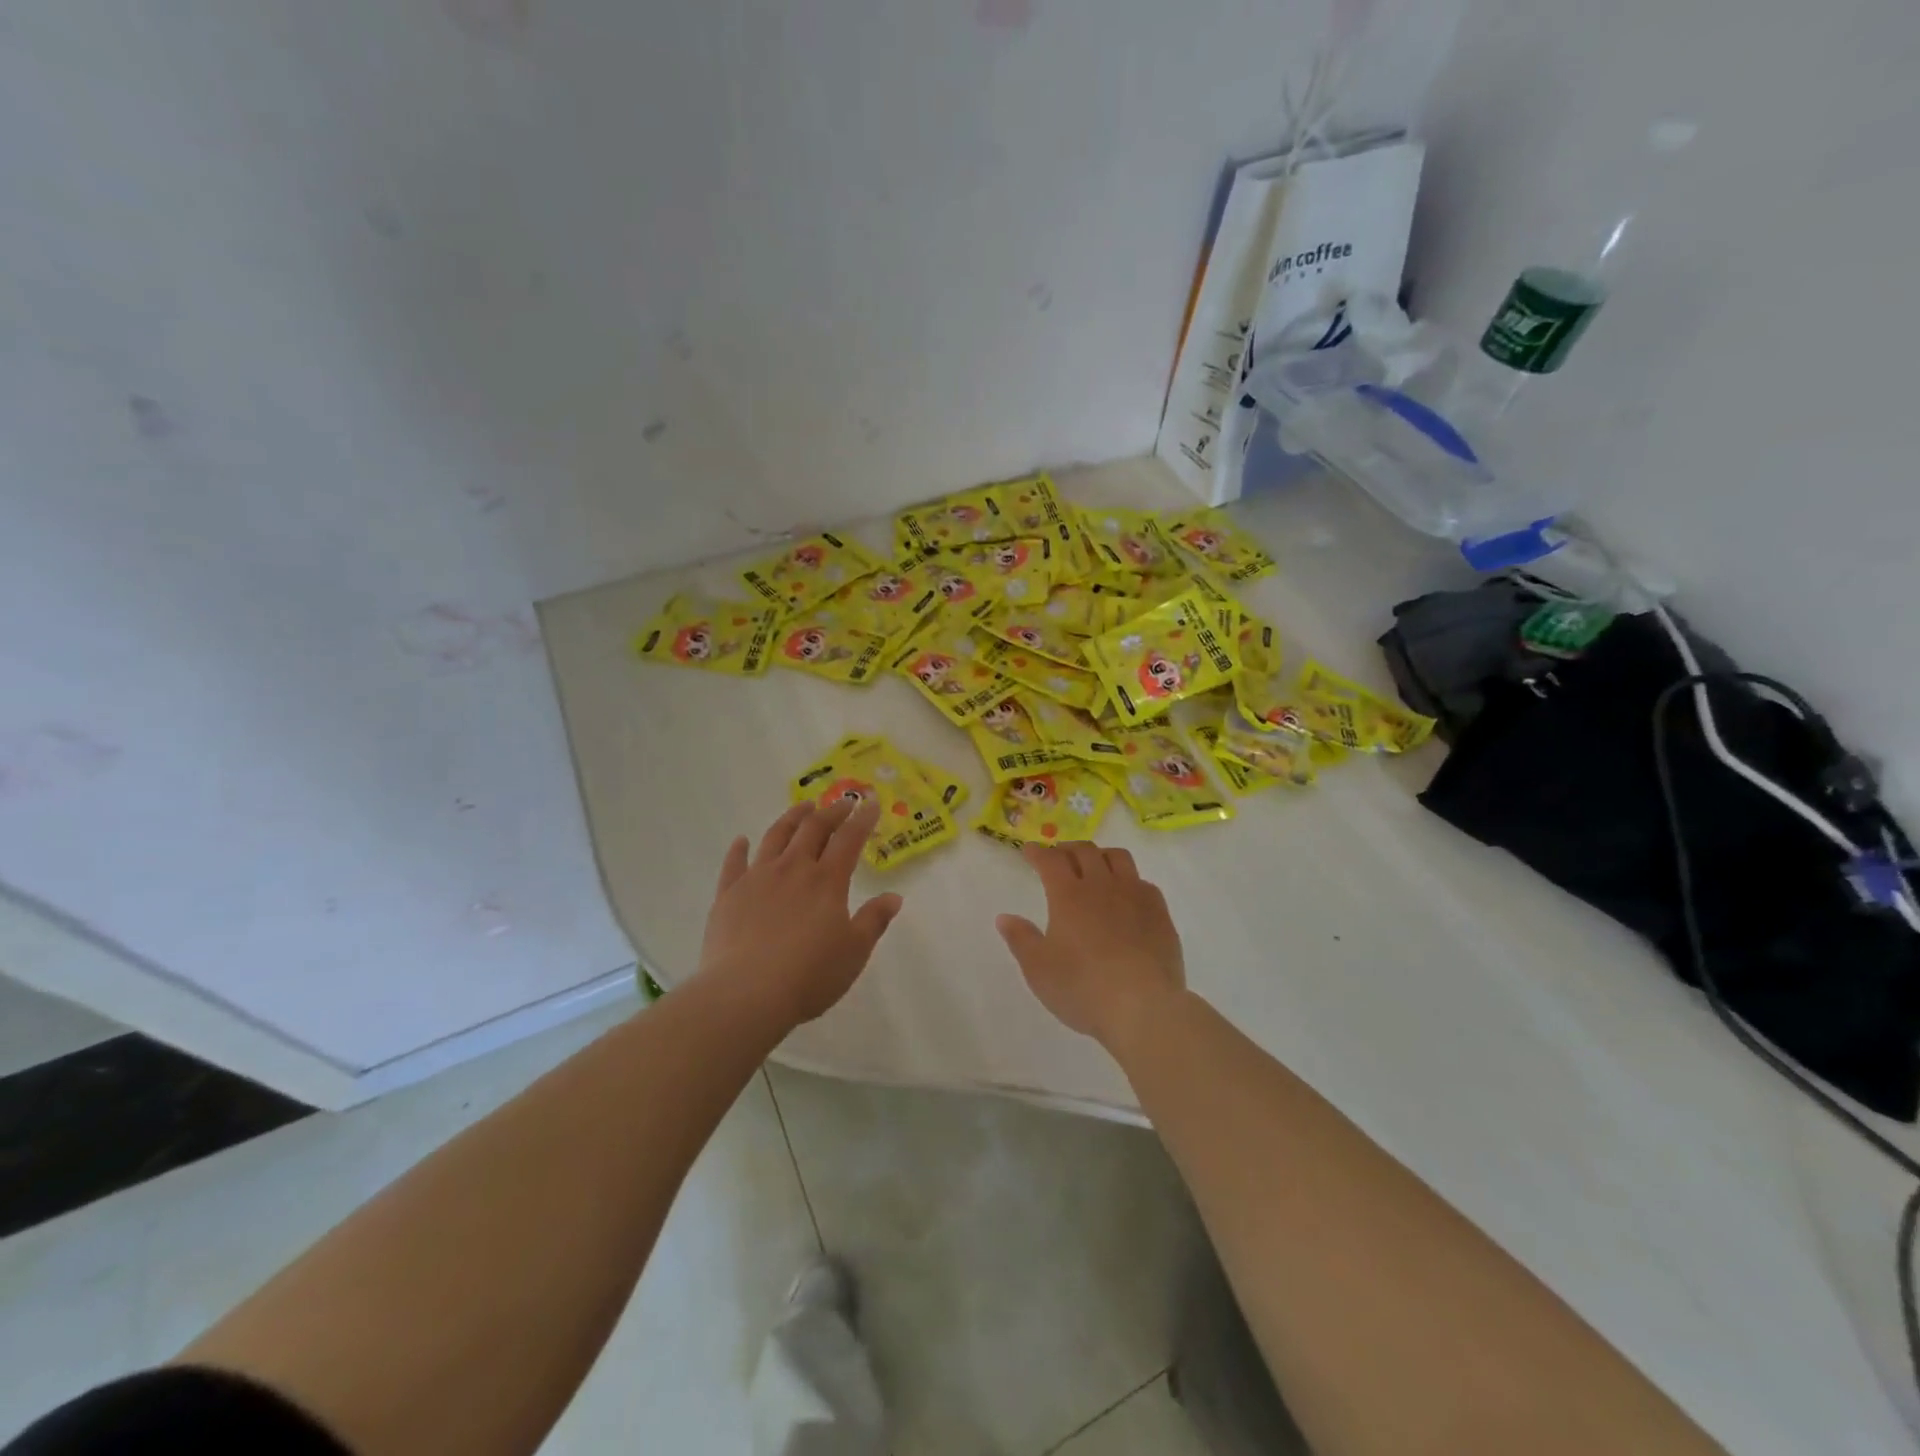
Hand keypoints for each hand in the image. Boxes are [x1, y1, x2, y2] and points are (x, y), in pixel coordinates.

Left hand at [696, 798, 903, 1029]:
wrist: (746, 993)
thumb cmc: (809, 975)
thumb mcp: (854, 952)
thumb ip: (874, 921)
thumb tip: (894, 897)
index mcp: (827, 881)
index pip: (849, 840)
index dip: (862, 819)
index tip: (870, 804)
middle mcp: (793, 869)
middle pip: (813, 829)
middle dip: (831, 812)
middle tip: (842, 803)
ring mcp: (757, 878)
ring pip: (776, 837)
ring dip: (792, 818)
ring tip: (803, 807)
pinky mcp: (728, 894)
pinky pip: (734, 863)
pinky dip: (739, 849)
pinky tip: (742, 840)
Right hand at [996, 842, 1185, 1053]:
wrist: (1143, 1006)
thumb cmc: (1082, 988)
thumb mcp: (1039, 969)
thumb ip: (1021, 939)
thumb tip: (1004, 917)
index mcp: (1068, 895)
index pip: (1050, 860)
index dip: (1038, 852)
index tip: (1029, 850)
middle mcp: (1102, 885)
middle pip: (1085, 851)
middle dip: (1067, 849)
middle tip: (1058, 856)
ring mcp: (1135, 896)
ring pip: (1118, 858)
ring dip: (1101, 855)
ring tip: (1094, 866)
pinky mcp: (1159, 912)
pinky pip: (1143, 882)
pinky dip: (1129, 880)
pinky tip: (1127, 895)